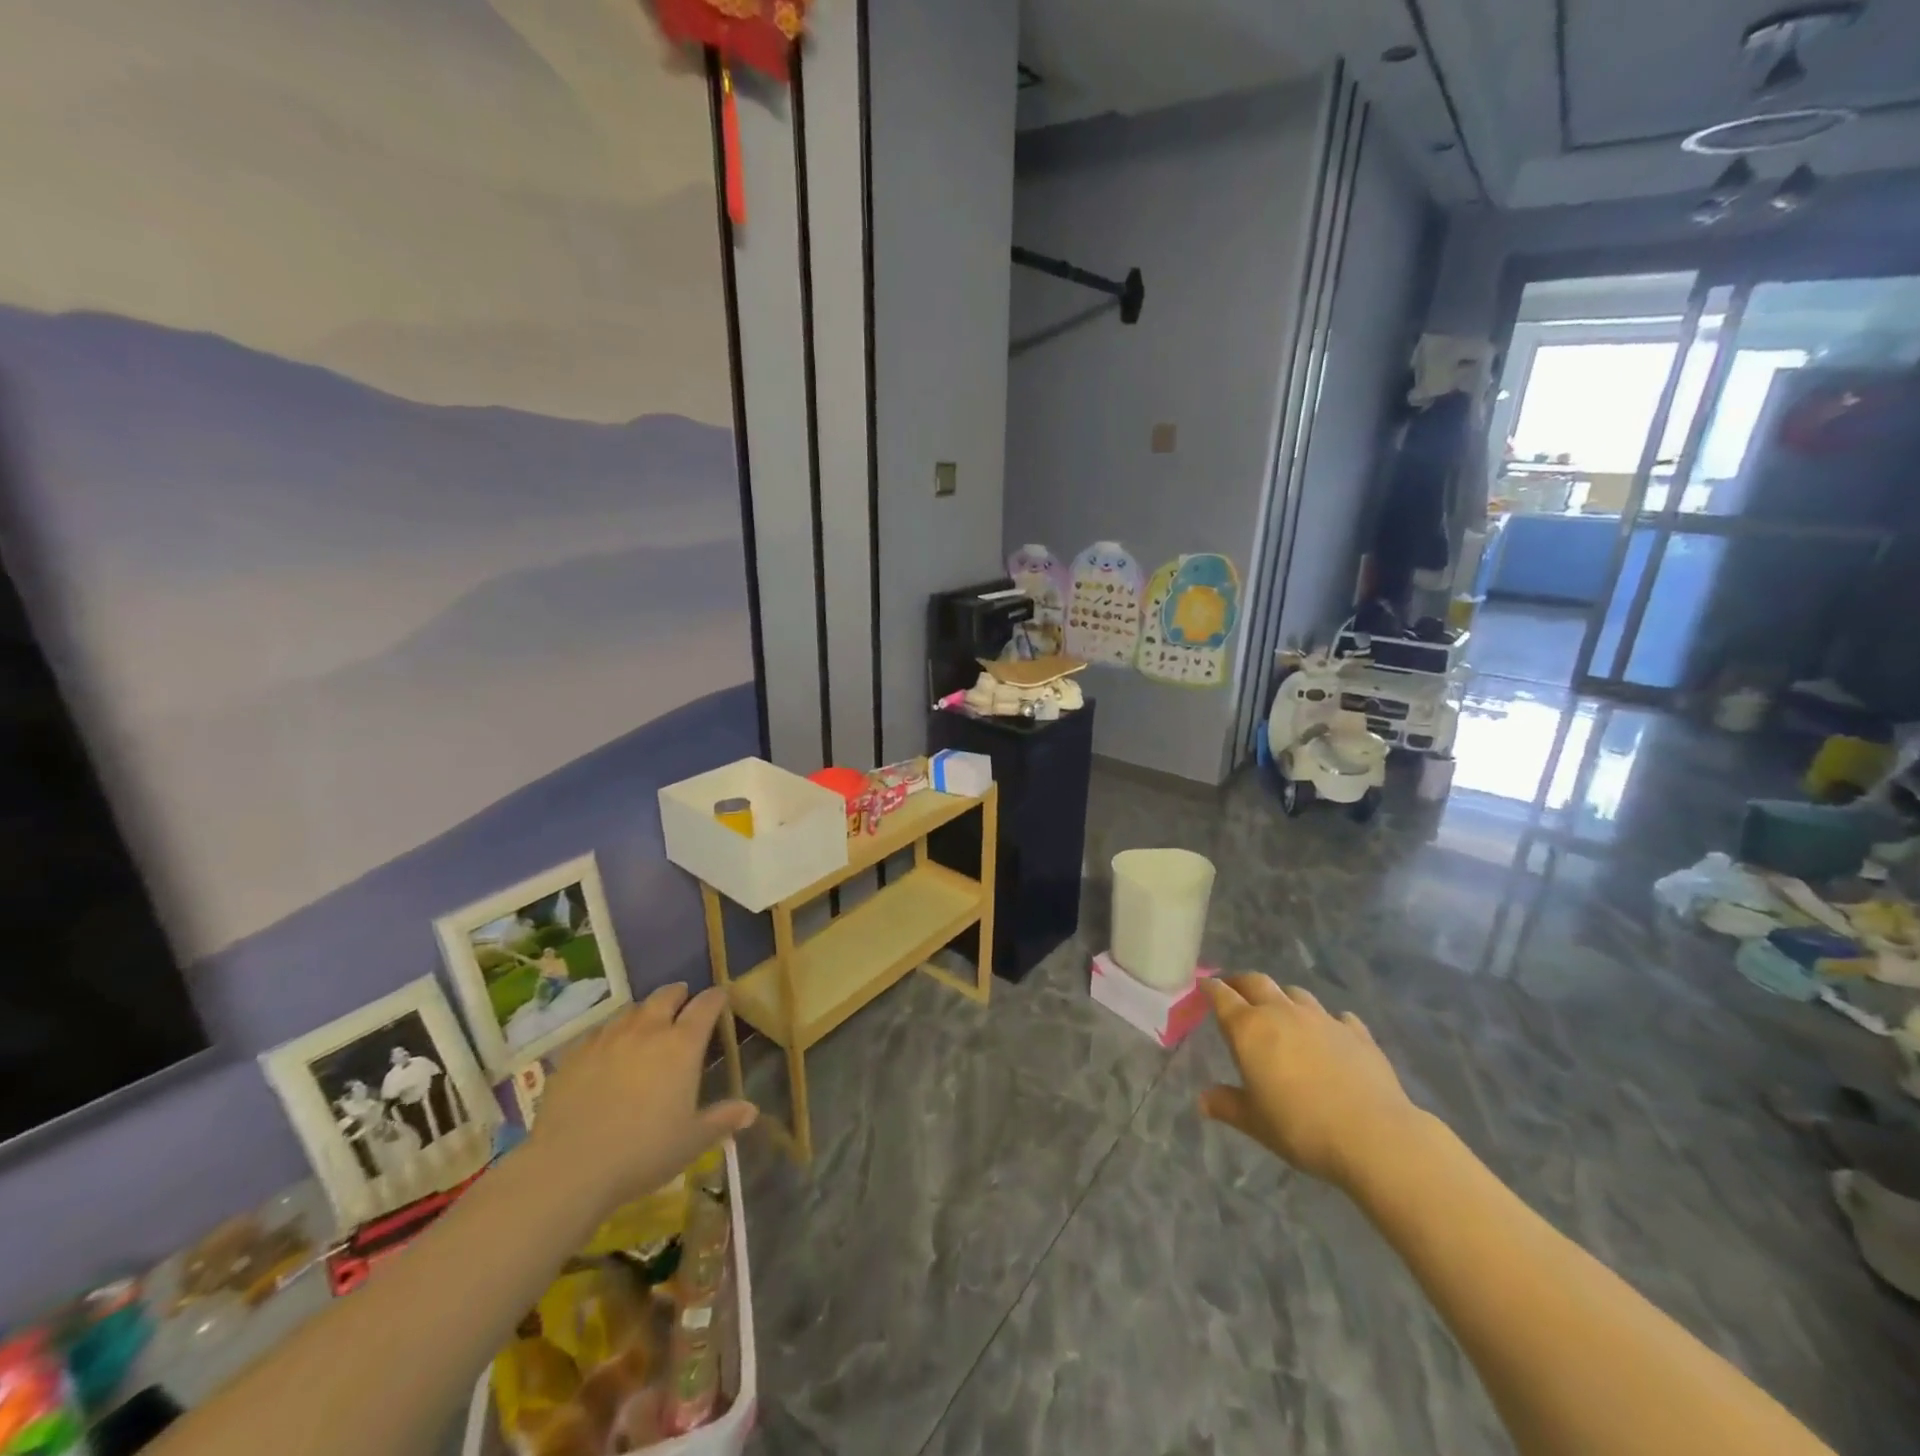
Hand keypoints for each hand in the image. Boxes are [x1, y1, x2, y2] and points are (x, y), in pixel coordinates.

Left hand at [528, 984, 755, 1212]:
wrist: (570, 1167)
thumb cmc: (643, 1152)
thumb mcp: (692, 1141)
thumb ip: (722, 1120)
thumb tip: (751, 1111)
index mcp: (682, 1045)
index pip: (706, 1006)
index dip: (716, 998)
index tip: (721, 997)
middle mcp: (647, 1031)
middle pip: (666, 996)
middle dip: (678, 995)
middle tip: (683, 1001)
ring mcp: (608, 1039)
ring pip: (631, 1010)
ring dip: (644, 1011)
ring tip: (646, 1022)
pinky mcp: (575, 1054)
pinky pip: (599, 1031)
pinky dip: (611, 1032)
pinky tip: (608, 1048)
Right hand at [1199, 974, 1428, 1192]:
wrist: (1374, 1135)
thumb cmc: (1301, 1128)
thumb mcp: (1255, 1123)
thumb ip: (1227, 1105)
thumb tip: (1202, 1100)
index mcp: (1250, 1029)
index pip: (1222, 996)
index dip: (1210, 988)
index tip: (1203, 986)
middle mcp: (1282, 1013)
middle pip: (1256, 982)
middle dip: (1241, 982)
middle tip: (1234, 989)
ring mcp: (1322, 1019)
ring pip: (1295, 993)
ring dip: (1283, 997)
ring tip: (1280, 1010)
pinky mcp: (1357, 1033)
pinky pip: (1337, 1017)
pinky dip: (1328, 1021)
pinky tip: (1330, 1034)